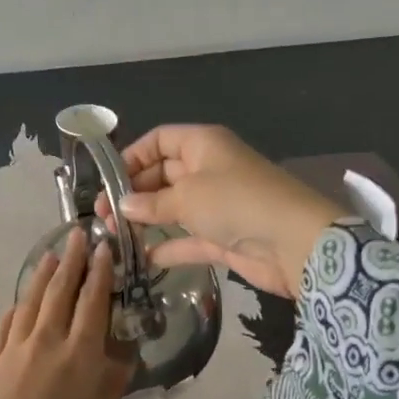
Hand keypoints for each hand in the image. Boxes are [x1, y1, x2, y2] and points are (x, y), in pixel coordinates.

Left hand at [0, 228, 134, 398]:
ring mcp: (12, 350)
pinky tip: (19, 302)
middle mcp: (46, 343)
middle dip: (71, 261)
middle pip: (59, 292)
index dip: (100, 272)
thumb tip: (122, 353)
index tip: (104, 248)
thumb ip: (110, 385)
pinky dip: (15, 309)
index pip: (93, 302)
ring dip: (42, 276)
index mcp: (79, 357)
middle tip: (77, 235)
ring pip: (29, 302)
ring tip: (50, 256)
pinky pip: (4, 327)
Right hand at [96, 124, 344, 298]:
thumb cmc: (237, 202)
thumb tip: (122, 206)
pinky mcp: (222, 236)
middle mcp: (208, 170)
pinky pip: (186, 238)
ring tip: (113, 236)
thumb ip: (152, 203)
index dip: (132, 157)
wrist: (295, 243)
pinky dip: (166, 246)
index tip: (108, 181)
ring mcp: (216, 205)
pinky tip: (141, 258)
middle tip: (102, 215)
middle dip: (132, 193)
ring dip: (145, 220)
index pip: (160, 141)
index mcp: (203, 145)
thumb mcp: (188, 197)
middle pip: (162, 175)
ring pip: (172, 207)